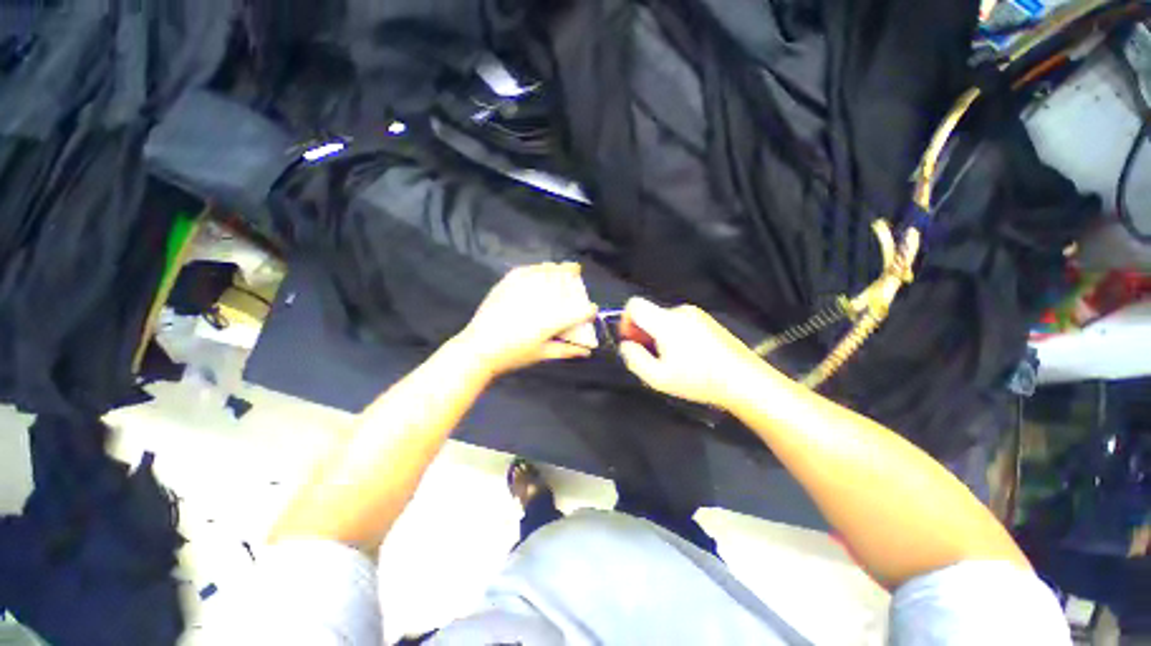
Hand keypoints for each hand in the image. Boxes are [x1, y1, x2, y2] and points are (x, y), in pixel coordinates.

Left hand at [456, 263, 597, 378]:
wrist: (478, 349)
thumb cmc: (512, 356)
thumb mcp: (541, 354)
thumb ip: (566, 350)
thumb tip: (586, 352)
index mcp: (551, 321)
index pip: (578, 312)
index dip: (588, 311)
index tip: (591, 310)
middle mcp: (539, 301)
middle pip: (563, 284)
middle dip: (573, 278)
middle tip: (577, 275)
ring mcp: (521, 290)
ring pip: (545, 273)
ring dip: (557, 268)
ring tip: (565, 266)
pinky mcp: (506, 285)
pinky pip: (526, 271)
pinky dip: (537, 268)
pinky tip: (542, 268)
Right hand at [618, 297, 770, 409]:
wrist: (743, 380)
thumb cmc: (699, 380)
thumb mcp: (658, 378)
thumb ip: (635, 359)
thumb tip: (626, 346)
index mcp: (666, 322)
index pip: (634, 305)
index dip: (626, 320)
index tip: (631, 339)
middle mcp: (680, 312)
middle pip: (649, 314)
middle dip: (643, 333)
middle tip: (650, 357)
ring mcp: (696, 315)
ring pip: (664, 320)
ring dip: (659, 335)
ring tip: (670, 360)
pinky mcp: (707, 321)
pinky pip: (679, 322)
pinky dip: (674, 335)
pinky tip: (686, 356)